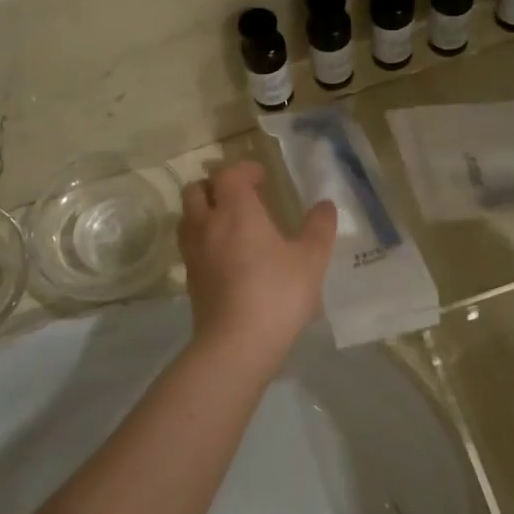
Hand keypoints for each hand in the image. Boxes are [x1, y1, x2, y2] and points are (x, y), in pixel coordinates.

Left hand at [178, 161, 336, 372]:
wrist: (236, 344)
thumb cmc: (277, 293)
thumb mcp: (311, 260)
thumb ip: (319, 228)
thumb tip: (325, 205)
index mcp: (236, 211)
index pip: (228, 173)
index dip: (243, 169)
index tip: (262, 176)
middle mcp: (207, 225)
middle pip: (196, 190)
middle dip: (216, 185)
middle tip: (240, 194)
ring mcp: (194, 254)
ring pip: (187, 218)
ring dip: (204, 211)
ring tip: (229, 222)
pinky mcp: (190, 280)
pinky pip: (190, 246)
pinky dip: (203, 238)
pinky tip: (225, 255)